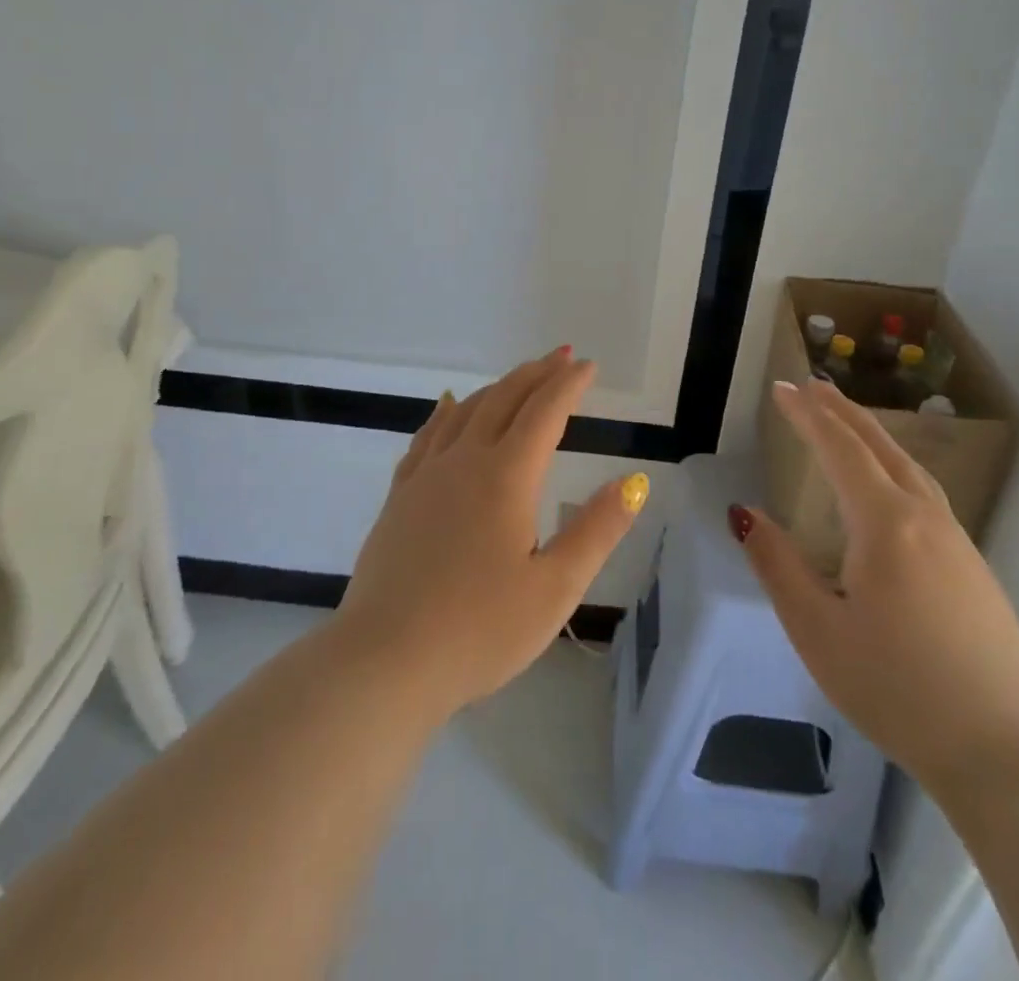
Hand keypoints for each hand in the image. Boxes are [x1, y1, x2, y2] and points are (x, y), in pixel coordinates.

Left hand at [336, 347, 649, 717]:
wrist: (385, 660)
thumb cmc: (480, 630)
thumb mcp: (555, 588)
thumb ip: (597, 530)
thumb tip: (633, 481)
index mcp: (506, 476)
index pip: (545, 412)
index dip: (569, 384)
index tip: (588, 366)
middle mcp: (464, 461)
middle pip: (504, 399)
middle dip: (536, 374)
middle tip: (561, 358)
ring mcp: (426, 476)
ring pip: (465, 411)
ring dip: (497, 388)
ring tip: (518, 380)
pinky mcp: (399, 497)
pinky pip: (427, 436)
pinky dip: (446, 412)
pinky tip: (448, 408)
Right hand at [736, 378, 1018, 791]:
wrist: (1005, 750)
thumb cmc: (896, 687)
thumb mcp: (816, 629)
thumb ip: (777, 564)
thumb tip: (745, 514)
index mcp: (884, 524)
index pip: (840, 449)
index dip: (807, 415)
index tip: (780, 388)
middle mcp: (924, 518)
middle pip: (879, 447)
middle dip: (842, 412)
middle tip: (811, 385)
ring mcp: (956, 541)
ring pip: (909, 467)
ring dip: (872, 436)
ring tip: (846, 422)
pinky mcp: (972, 567)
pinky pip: (925, 493)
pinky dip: (894, 466)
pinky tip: (888, 487)